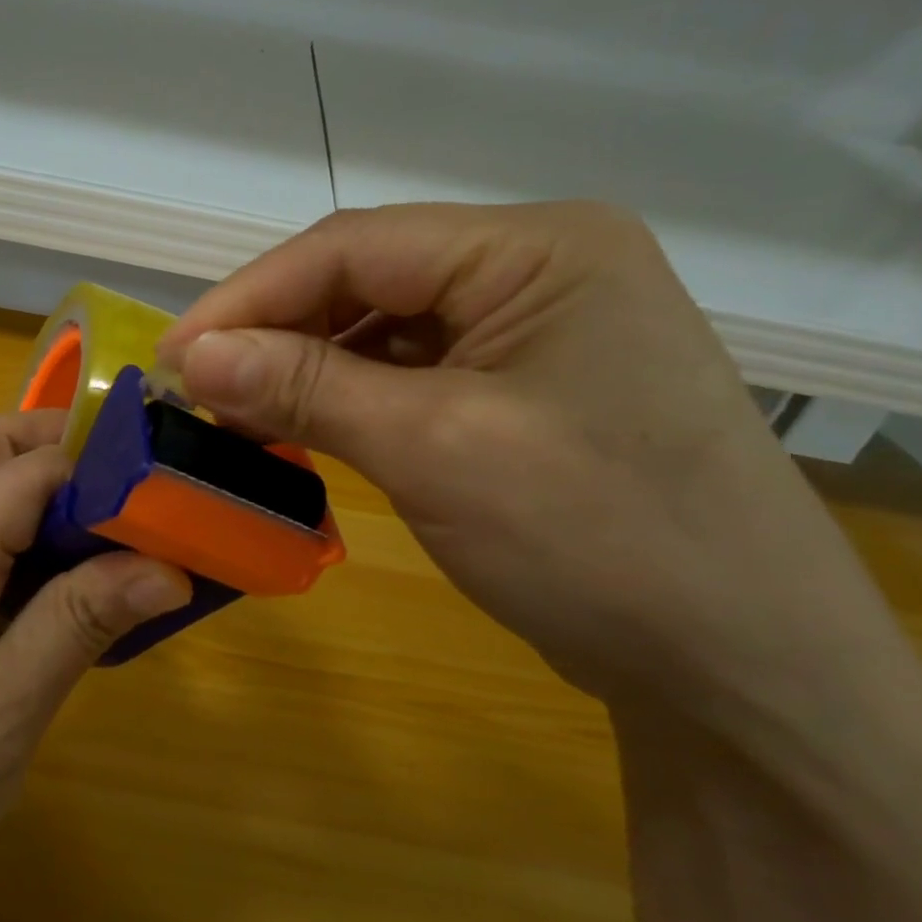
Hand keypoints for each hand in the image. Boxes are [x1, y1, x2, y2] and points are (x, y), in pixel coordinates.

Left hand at [0, 410, 189, 921]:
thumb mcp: (4, 713)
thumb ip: (81, 623)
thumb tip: (167, 566)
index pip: (29, 467)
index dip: (100, 466)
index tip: (165, 491)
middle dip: (66, 449)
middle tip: (134, 491)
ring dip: (45, 488)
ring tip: (114, 532)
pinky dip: (24, 530)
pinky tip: (63, 579)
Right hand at [156, 202, 898, 724]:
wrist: (747, 675)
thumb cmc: (602, 541)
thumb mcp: (435, 449)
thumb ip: (306, 387)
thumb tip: (192, 356)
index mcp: (539, 248)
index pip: (357, 245)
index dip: (251, 296)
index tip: (175, 354)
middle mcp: (540, 268)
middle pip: (369, 278)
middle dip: (277, 331)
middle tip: (198, 388)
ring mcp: (537, 328)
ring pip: (384, 325)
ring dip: (307, 365)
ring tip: (238, 410)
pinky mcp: (527, 385)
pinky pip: (413, 369)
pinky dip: (350, 395)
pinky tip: (305, 424)